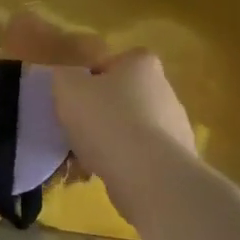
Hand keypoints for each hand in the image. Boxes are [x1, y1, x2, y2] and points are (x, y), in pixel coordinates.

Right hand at [52, 46, 199, 225]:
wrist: (148, 176)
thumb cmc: (106, 121)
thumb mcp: (67, 87)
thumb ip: (63, 75)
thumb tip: (69, 79)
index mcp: (142, 64)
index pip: (111, 63)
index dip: (89, 79)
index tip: (75, 99)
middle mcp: (165, 89)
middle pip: (122, 97)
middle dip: (100, 112)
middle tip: (76, 128)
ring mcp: (175, 126)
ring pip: (130, 128)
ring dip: (110, 140)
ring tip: (86, 158)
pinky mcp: (176, 159)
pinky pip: (141, 155)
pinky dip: (123, 162)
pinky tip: (104, 174)